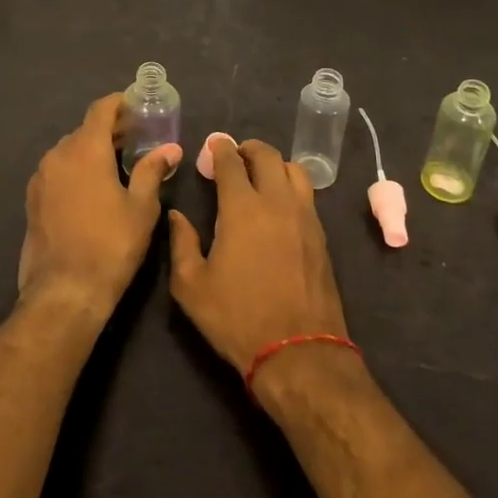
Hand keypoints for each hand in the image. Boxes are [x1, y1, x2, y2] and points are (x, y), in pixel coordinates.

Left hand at [18, 94, 177, 322]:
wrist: (64, 291)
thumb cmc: (111, 245)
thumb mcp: (142, 208)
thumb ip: (153, 171)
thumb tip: (170, 149)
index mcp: (85, 149)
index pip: (100, 110)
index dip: (119, 103)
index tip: (136, 105)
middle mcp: (58, 155)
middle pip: (85, 130)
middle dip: (109, 129)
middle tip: (136, 138)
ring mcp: (41, 178)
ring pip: (69, 151)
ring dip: (92, 150)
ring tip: (117, 164)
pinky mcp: (33, 200)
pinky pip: (58, 171)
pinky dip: (76, 169)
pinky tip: (93, 188)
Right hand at [168, 137, 349, 376]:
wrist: (298, 352)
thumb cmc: (238, 318)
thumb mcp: (191, 287)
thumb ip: (181, 244)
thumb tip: (177, 215)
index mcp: (242, 208)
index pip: (231, 162)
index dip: (220, 149)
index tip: (213, 145)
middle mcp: (277, 202)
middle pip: (268, 156)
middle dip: (249, 149)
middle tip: (236, 156)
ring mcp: (305, 217)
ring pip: (294, 170)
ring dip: (275, 164)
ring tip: (261, 175)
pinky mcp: (321, 236)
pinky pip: (307, 195)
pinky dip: (291, 186)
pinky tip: (280, 204)